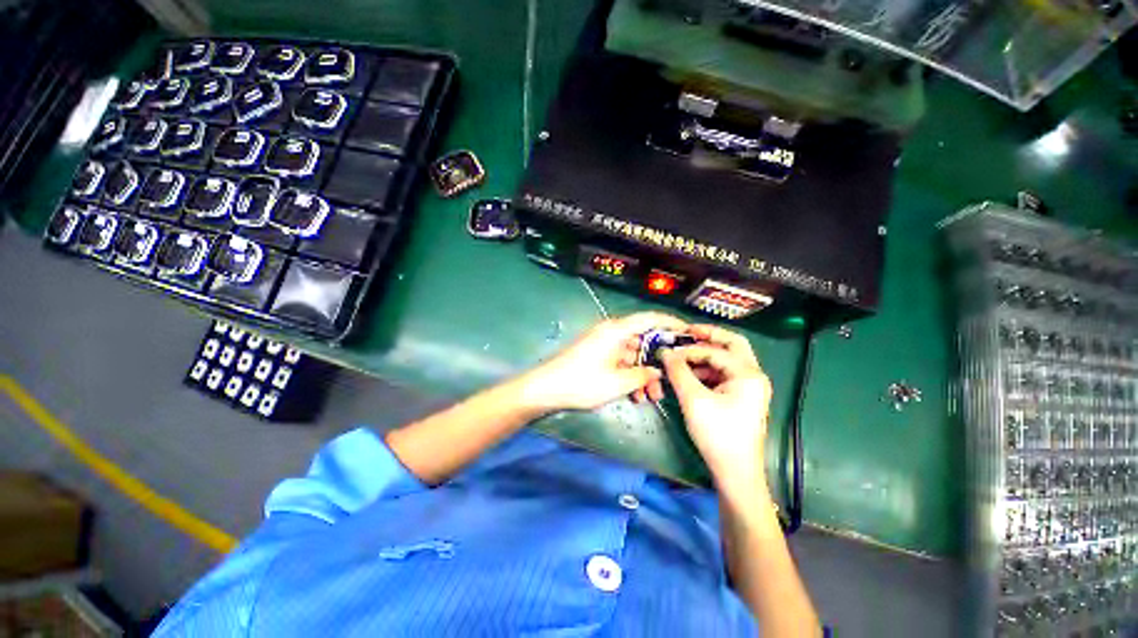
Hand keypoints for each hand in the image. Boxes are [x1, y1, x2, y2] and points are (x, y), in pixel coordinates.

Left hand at [519, 312, 687, 411]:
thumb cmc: (582, 382)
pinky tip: (634, 396)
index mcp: (617, 330)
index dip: (671, 323)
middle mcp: (611, 333)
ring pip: (633, 356)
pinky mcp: (598, 356)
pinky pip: (621, 362)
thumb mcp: (618, 382)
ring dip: (643, 375)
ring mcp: (604, 344)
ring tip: (650, 398)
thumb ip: (643, 375)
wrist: (547, 389)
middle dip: (657, 363)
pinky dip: (629, 376)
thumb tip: (658, 371)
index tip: (688, 332)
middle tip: (669, 382)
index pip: (650, 318)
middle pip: (643, 341)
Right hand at [660, 325, 771, 495]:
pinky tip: (690, 375)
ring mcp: (749, 386)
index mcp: (748, 374)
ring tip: (682, 358)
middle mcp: (753, 375)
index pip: (714, 350)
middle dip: (708, 336)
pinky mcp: (742, 396)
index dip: (688, 350)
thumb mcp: (694, 400)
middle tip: (686, 333)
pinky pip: (724, 373)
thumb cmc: (718, 435)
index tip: (668, 352)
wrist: (736, 472)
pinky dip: (707, 369)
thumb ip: (678, 372)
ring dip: (705, 355)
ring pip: (727, 359)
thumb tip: (665, 353)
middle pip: (732, 344)